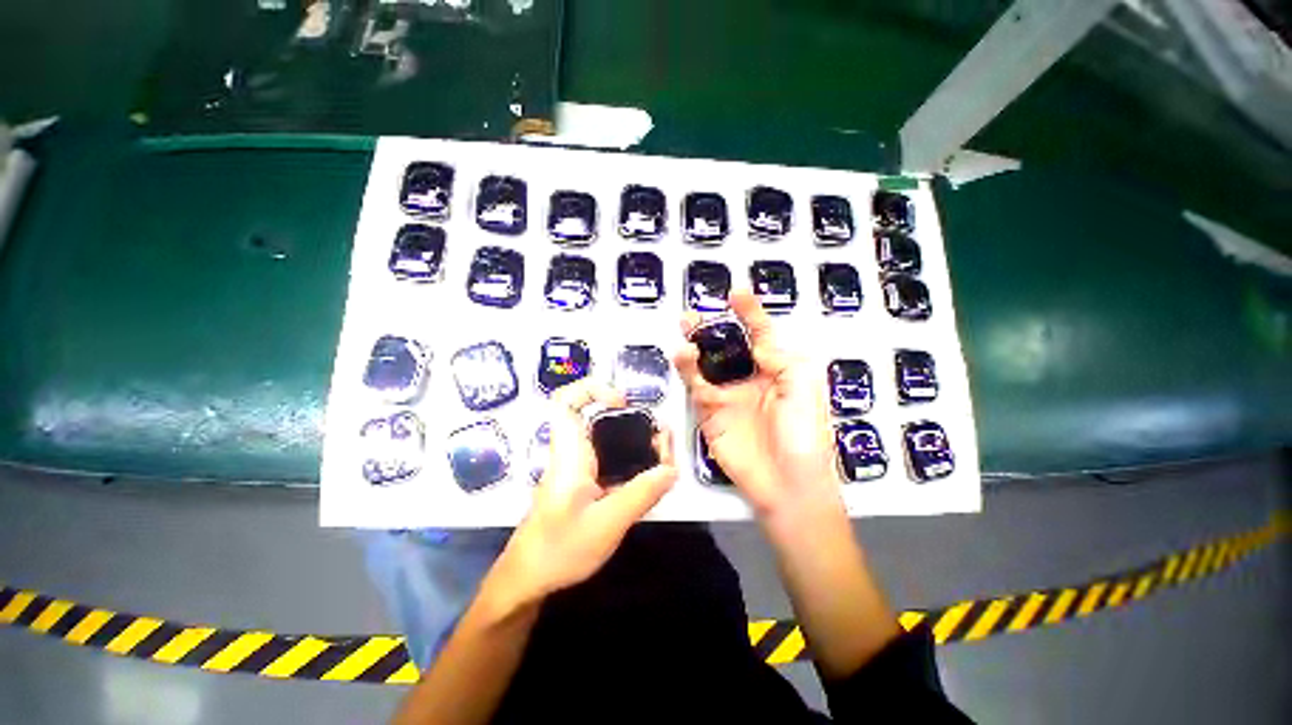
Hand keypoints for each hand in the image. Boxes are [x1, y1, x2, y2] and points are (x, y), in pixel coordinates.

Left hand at [492, 381, 676, 604]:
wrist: (528, 580)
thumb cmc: (560, 549)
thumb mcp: (608, 523)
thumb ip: (642, 493)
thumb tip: (672, 469)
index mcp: (570, 453)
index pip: (565, 401)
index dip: (592, 389)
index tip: (622, 403)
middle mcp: (572, 453)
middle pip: (596, 417)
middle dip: (630, 418)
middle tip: (658, 437)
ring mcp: (576, 468)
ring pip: (604, 438)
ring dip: (633, 439)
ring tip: (661, 454)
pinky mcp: (582, 483)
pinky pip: (608, 458)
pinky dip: (630, 459)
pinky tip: (648, 476)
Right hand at [675, 290, 839, 520]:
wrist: (787, 483)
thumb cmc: (805, 435)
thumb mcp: (804, 387)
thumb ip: (782, 357)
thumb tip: (759, 342)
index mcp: (778, 371)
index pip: (761, 335)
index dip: (750, 313)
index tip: (736, 295)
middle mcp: (750, 379)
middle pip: (727, 347)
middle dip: (713, 328)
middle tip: (698, 314)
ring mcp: (728, 396)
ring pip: (706, 363)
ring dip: (695, 345)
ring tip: (687, 328)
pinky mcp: (710, 413)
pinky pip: (695, 386)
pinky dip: (687, 370)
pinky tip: (683, 355)